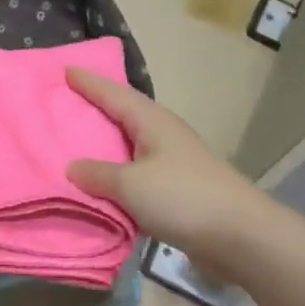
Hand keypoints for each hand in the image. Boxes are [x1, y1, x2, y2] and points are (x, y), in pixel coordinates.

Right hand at [64, 68, 267, 283]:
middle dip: (96, 108)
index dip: (89, 83)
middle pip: (124, 115)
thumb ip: (98, 174)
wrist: (239, 235)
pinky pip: (137, 173)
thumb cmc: (182, 197)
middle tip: (65, 102)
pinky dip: (117, 174)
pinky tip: (103, 183)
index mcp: (152, 122)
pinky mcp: (178, 189)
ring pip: (131, 145)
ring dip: (106, 144)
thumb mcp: (131, 185)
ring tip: (77, 142)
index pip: (114, 94)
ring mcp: (173, 162)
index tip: (66, 70)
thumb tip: (72, 167)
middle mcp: (163, 135)